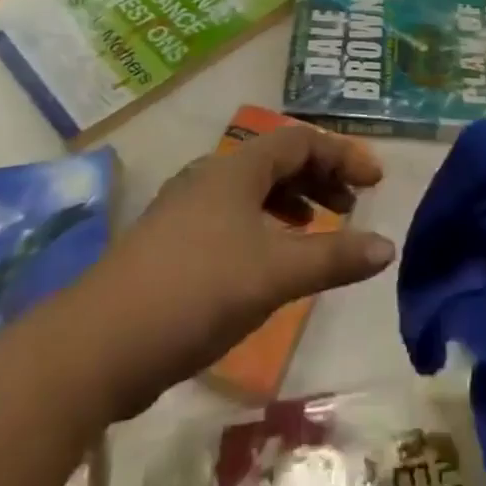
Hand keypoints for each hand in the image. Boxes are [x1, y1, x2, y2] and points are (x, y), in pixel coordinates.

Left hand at [79, 125, 395, 418]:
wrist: (99, 344)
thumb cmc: (196, 290)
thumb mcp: (274, 273)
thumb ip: (333, 257)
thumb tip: (387, 246)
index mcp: (236, 168)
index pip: (300, 141)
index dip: (341, 154)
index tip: (376, 180)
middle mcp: (211, 176)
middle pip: (276, 161)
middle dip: (319, 176)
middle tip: (353, 204)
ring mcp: (186, 208)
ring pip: (252, 190)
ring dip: (292, 202)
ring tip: (318, 229)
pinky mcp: (171, 243)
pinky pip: (232, 217)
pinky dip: (264, 226)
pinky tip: (269, 262)